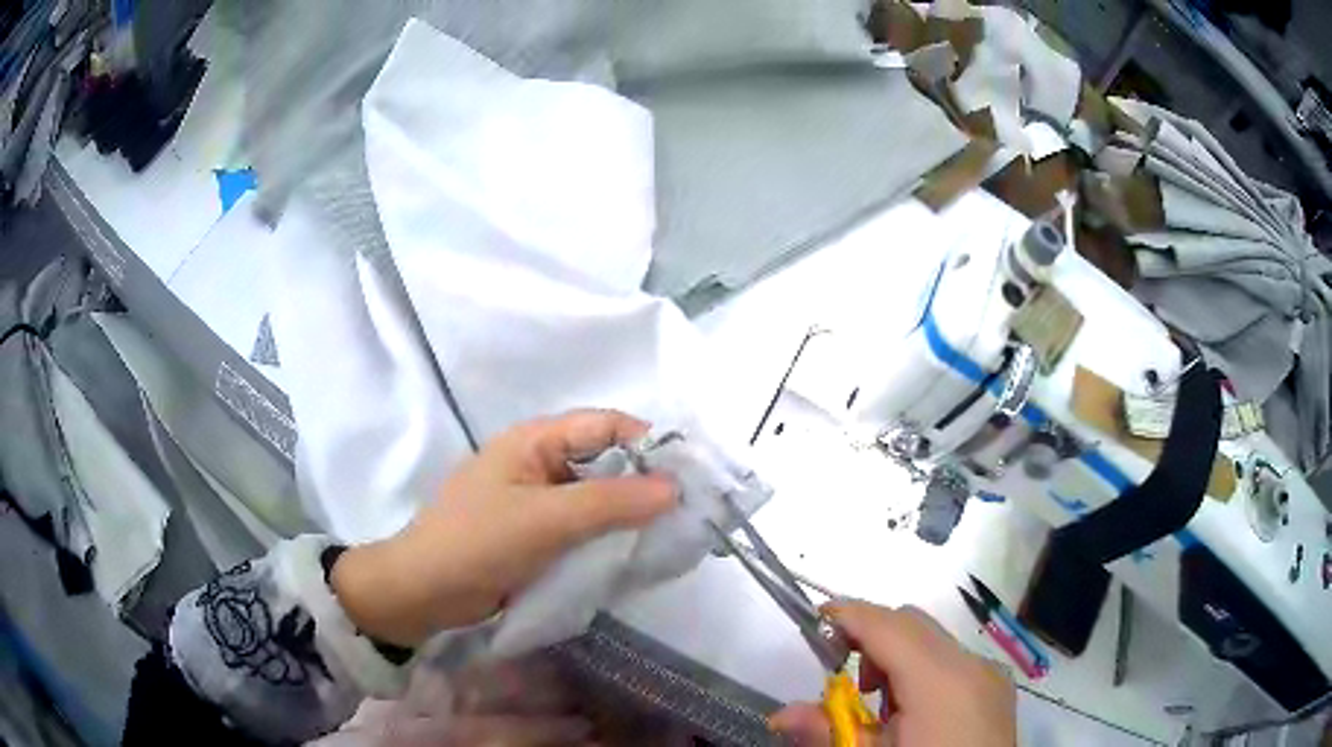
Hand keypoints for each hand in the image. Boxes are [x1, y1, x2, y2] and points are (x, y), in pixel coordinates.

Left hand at [331, 410, 677, 645]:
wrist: (424, 592)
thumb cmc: (478, 543)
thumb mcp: (546, 519)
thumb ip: (611, 502)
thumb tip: (675, 488)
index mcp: (534, 440)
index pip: (604, 426)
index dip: (648, 443)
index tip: (689, 475)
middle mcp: (538, 462)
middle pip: (603, 460)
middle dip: (643, 482)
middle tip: (687, 510)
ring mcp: (536, 500)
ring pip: (595, 497)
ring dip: (627, 512)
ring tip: (670, 534)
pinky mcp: (535, 534)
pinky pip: (581, 526)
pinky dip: (606, 535)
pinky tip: (633, 553)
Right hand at [771, 601, 1015, 745]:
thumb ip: (829, 732)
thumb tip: (783, 713)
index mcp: (941, 681)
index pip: (889, 625)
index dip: (849, 615)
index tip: (814, 621)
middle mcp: (972, 665)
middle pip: (913, 624)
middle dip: (871, 638)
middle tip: (842, 679)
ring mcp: (990, 675)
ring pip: (934, 640)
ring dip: (897, 656)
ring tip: (879, 707)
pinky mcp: (997, 689)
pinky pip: (954, 661)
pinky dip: (923, 672)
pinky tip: (912, 714)